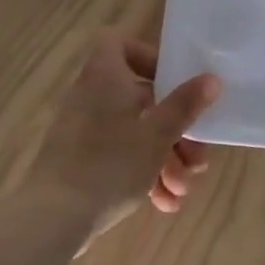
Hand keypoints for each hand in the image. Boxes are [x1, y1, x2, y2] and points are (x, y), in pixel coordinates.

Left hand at [29, 32, 220, 239]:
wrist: (53, 220)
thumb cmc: (110, 165)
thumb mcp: (157, 135)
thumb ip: (185, 106)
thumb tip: (211, 79)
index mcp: (105, 79)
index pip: (119, 44)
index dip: (150, 57)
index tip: (177, 84)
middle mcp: (92, 98)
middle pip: (142, 100)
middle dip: (176, 132)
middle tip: (197, 159)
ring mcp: (85, 132)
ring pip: (136, 134)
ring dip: (166, 160)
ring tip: (182, 190)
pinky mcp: (82, 162)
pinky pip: (121, 158)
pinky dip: (145, 175)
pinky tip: (165, 204)